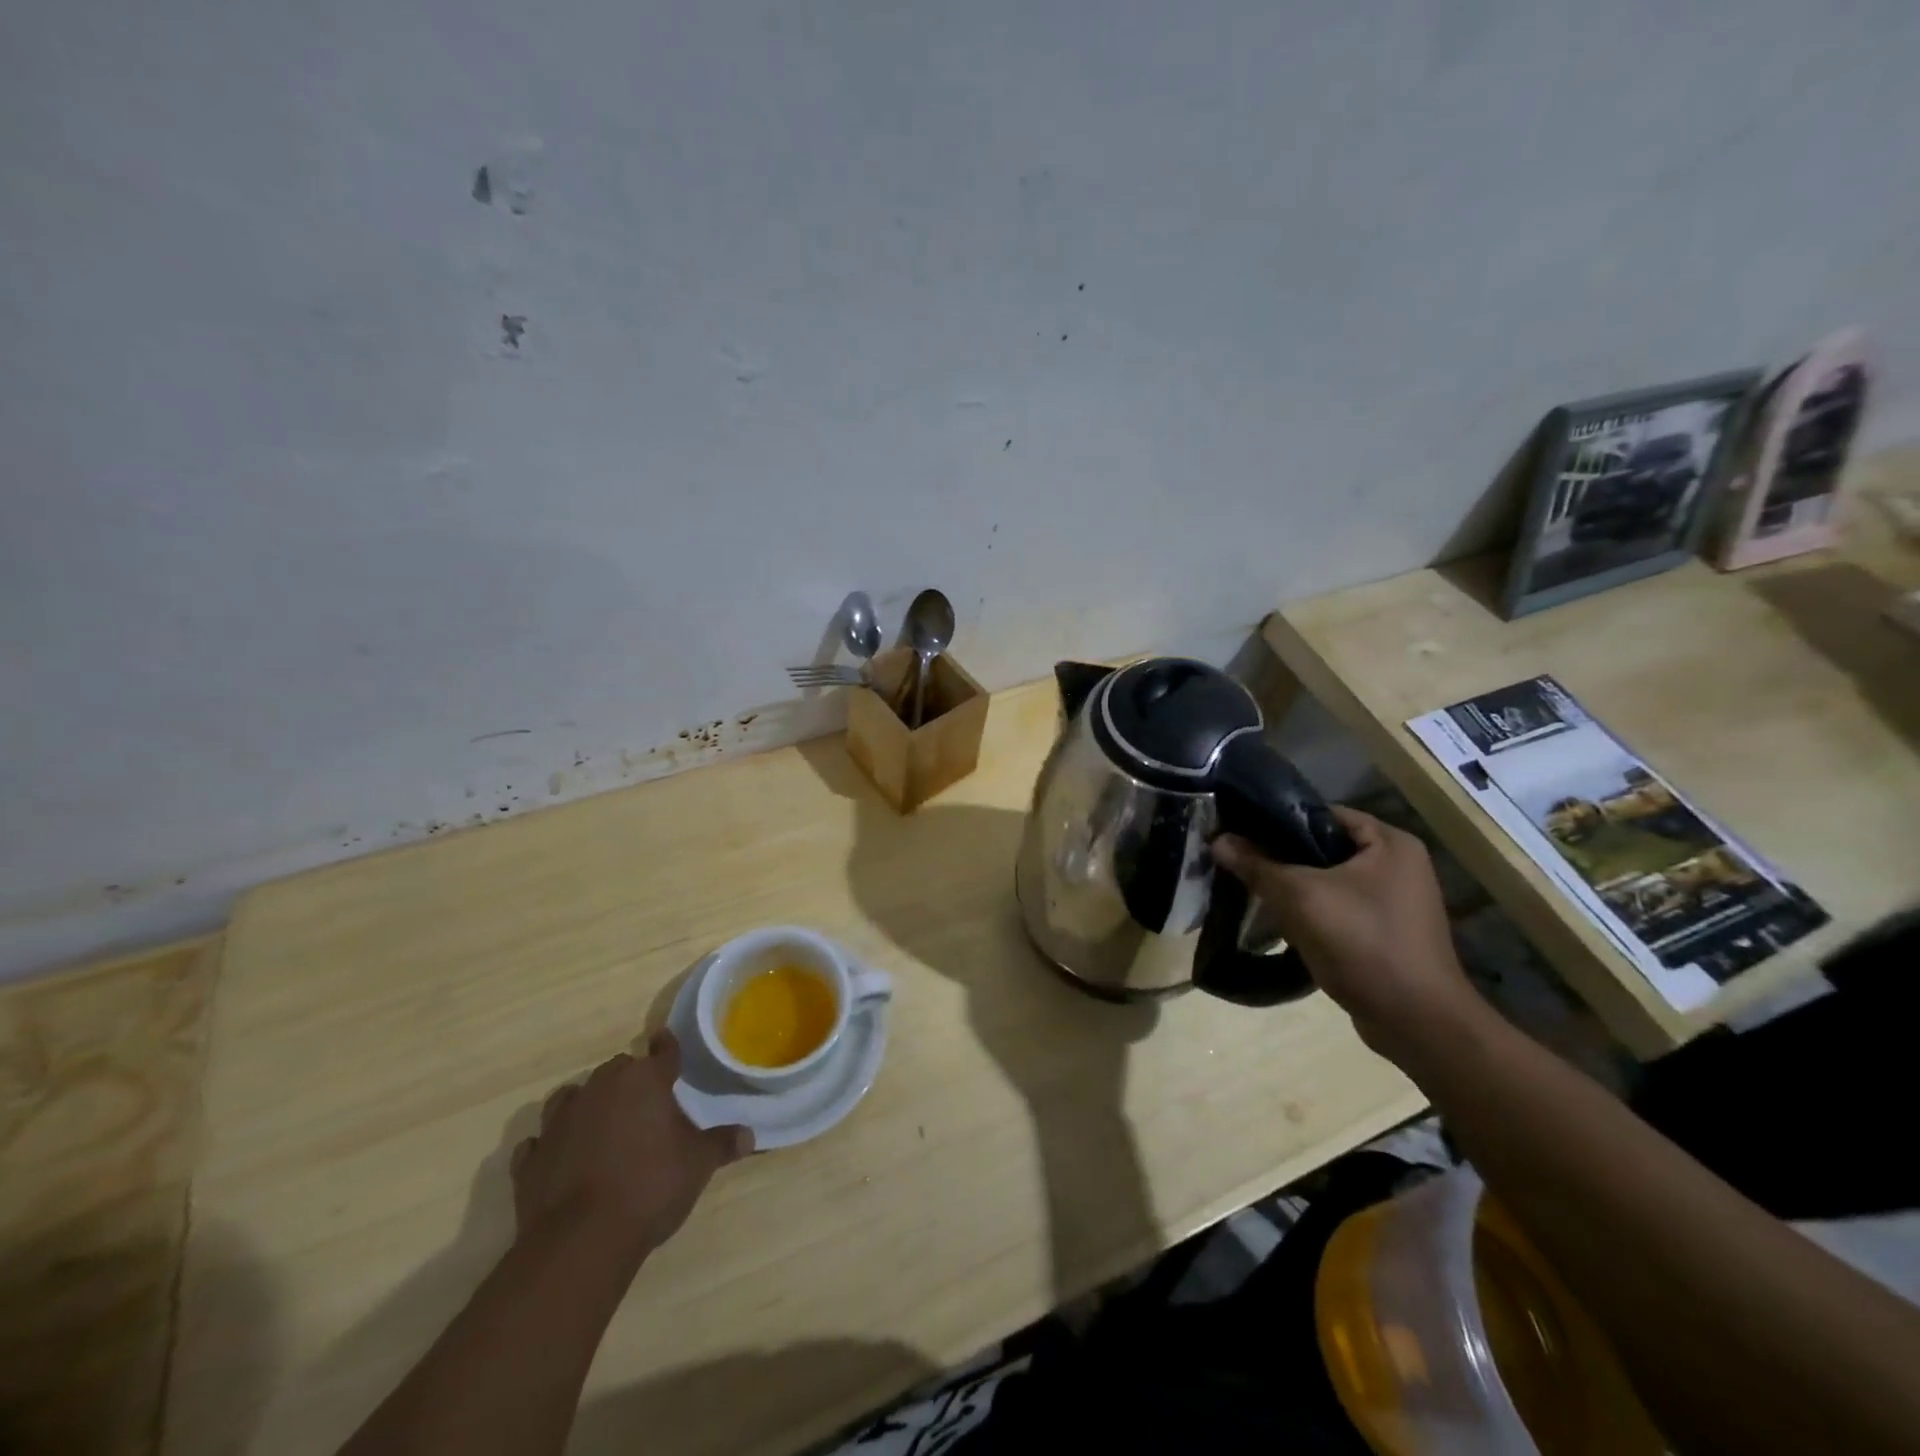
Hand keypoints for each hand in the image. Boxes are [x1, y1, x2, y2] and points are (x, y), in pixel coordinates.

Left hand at [512, 1031, 752, 1265]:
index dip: (668, 1047)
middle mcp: (600, 1089)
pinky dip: (550, 1145)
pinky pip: (540, 1141)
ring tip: (599, 1122)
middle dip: (629, 1079)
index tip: (668, 1042)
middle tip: (644, 1100)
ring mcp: (559, 1122)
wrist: (581, 1240)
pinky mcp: (530, 1158)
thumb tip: (749, 1135)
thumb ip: (722, 1144)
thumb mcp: (698, 1165)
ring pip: (572, 1096)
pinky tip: (559, 1156)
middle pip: (616, 1069)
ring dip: (585, 1104)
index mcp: (644, 1080)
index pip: (662, 1051)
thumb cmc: (650, 1186)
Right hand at [1212, 806, 1480, 1061]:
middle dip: (1282, 857)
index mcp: (1390, 843)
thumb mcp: (1300, 897)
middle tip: (1240, 863)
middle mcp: (1398, 865)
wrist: (1416, 1023)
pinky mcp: (1386, 934)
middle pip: (1324, 848)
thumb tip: (1217, 840)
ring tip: (1253, 891)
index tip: (1239, 831)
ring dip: (1294, 888)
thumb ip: (1257, 865)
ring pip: (1328, 881)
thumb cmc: (1362, 943)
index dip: (1278, 820)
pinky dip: (1311, 913)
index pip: (1322, 814)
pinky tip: (1281, 924)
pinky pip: (1339, 910)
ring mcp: (1395, 902)